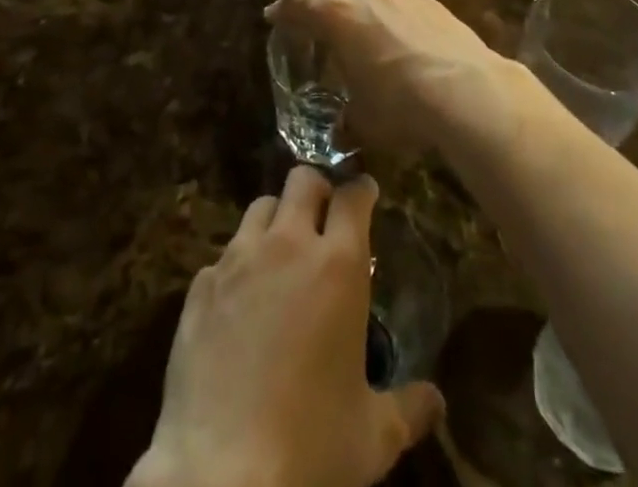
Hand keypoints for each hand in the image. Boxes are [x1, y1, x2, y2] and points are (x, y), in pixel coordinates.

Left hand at [131, 168, 442, 486]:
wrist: (221, 474)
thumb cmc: (311, 447)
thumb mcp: (373, 436)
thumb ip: (408, 407)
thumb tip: (437, 401)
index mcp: (337, 266)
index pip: (352, 198)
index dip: (361, 191)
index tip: (366, 194)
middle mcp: (287, 245)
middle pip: (302, 180)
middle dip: (317, 190)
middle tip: (323, 216)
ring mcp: (237, 259)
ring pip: (259, 207)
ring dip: (275, 220)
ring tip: (281, 253)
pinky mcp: (200, 284)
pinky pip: (223, 255)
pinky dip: (237, 266)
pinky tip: (240, 302)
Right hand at [265, 0, 519, 158]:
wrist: (468, 90)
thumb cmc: (402, 105)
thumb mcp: (364, 120)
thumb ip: (346, 118)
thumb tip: (341, 130)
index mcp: (335, 15)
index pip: (296, 3)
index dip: (281, 10)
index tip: (273, 17)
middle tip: (311, 10)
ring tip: (354, 21)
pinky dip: (382, 5)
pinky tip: (393, 31)